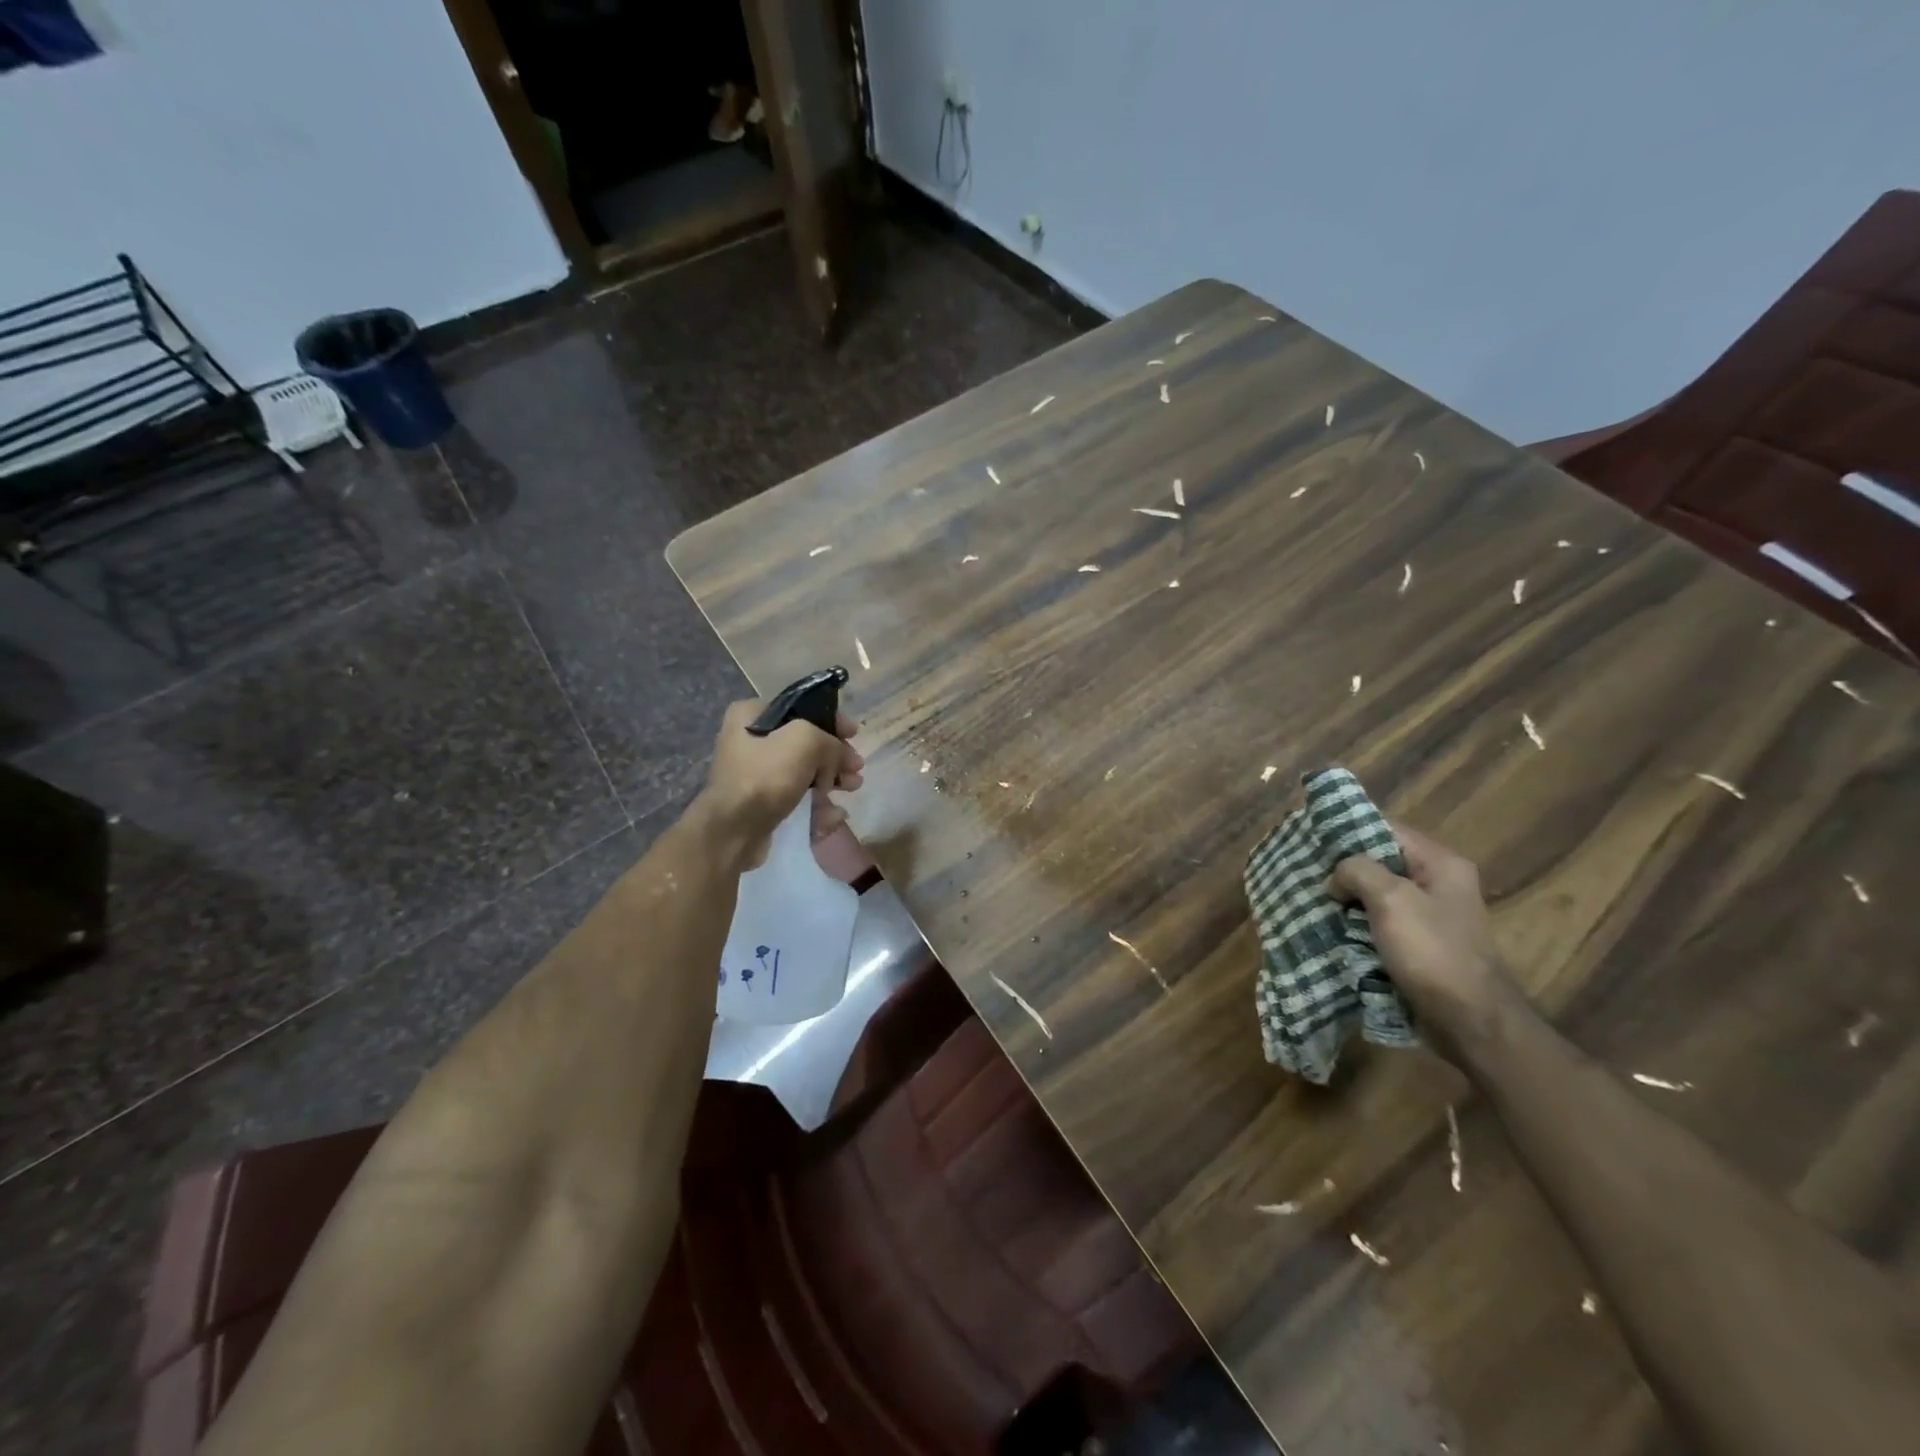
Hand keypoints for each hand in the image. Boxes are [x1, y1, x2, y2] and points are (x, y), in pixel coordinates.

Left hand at [694, 699, 863, 870]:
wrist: (734, 832)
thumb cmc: (766, 776)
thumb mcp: (805, 740)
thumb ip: (829, 739)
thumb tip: (837, 756)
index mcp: (751, 715)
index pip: (800, 708)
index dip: (832, 720)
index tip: (854, 734)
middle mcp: (749, 740)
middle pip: (805, 742)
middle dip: (835, 755)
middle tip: (856, 767)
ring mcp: (755, 773)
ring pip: (805, 770)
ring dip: (832, 779)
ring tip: (853, 788)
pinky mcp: (762, 802)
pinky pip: (797, 797)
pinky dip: (817, 803)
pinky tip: (834, 814)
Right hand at [1330, 824, 1518, 1059]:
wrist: (1471, 1022)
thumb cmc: (1433, 952)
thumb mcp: (1390, 898)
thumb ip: (1357, 870)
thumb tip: (1336, 878)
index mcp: (1441, 864)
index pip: (1386, 829)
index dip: (1348, 831)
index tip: (1311, 840)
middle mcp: (1439, 884)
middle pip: (1380, 862)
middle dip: (1343, 870)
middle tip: (1306, 874)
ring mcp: (1430, 917)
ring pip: (1377, 896)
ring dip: (1347, 901)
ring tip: (1311, 903)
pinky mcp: (1420, 946)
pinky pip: (1380, 925)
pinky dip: (1356, 927)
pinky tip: (1331, 931)